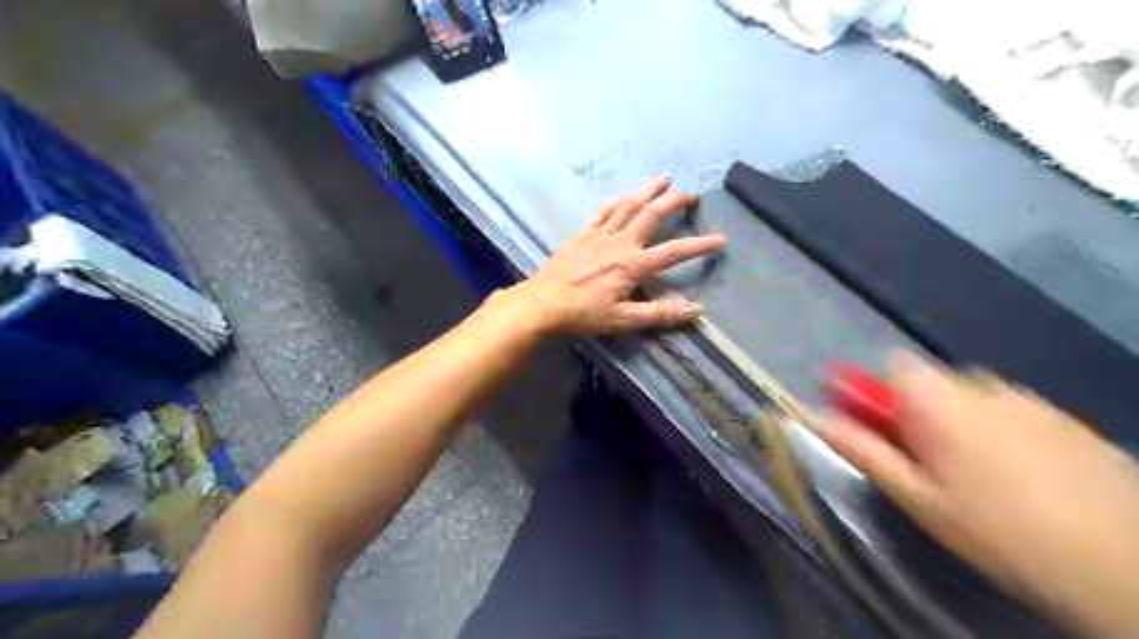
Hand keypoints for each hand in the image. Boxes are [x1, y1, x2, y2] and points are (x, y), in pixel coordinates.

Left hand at [514, 176, 719, 333]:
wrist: (544, 303)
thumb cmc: (584, 314)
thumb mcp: (624, 320)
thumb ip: (659, 314)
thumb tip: (695, 310)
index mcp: (633, 264)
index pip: (674, 251)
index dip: (700, 245)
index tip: (721, 239)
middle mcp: (620, 242)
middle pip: (652, 214)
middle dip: (675, 201)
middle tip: (692, 195)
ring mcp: (599, 234)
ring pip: (628, 204)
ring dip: (648, 190)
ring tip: (665, 178)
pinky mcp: (582, 233)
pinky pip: (602, 211)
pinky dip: (617, 201)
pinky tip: (624, 196)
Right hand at [825, 354, 1138, 638]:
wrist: (1123, 567)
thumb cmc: (996, 531)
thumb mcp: (916, 497)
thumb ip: (862, 450)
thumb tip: (812, 417)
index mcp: (942, 402)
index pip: (894, 364)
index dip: (877, 390)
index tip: (875, 423)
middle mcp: (985, 388)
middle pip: (932, 381)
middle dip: (918, 410)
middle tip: (924, 460)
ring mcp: (1031, 401)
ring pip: (973, 396)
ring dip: (959, 420)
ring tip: (973, 474)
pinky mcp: (1067, 420)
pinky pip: (1011, 411)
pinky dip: (999, 430)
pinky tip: (1019, 476)